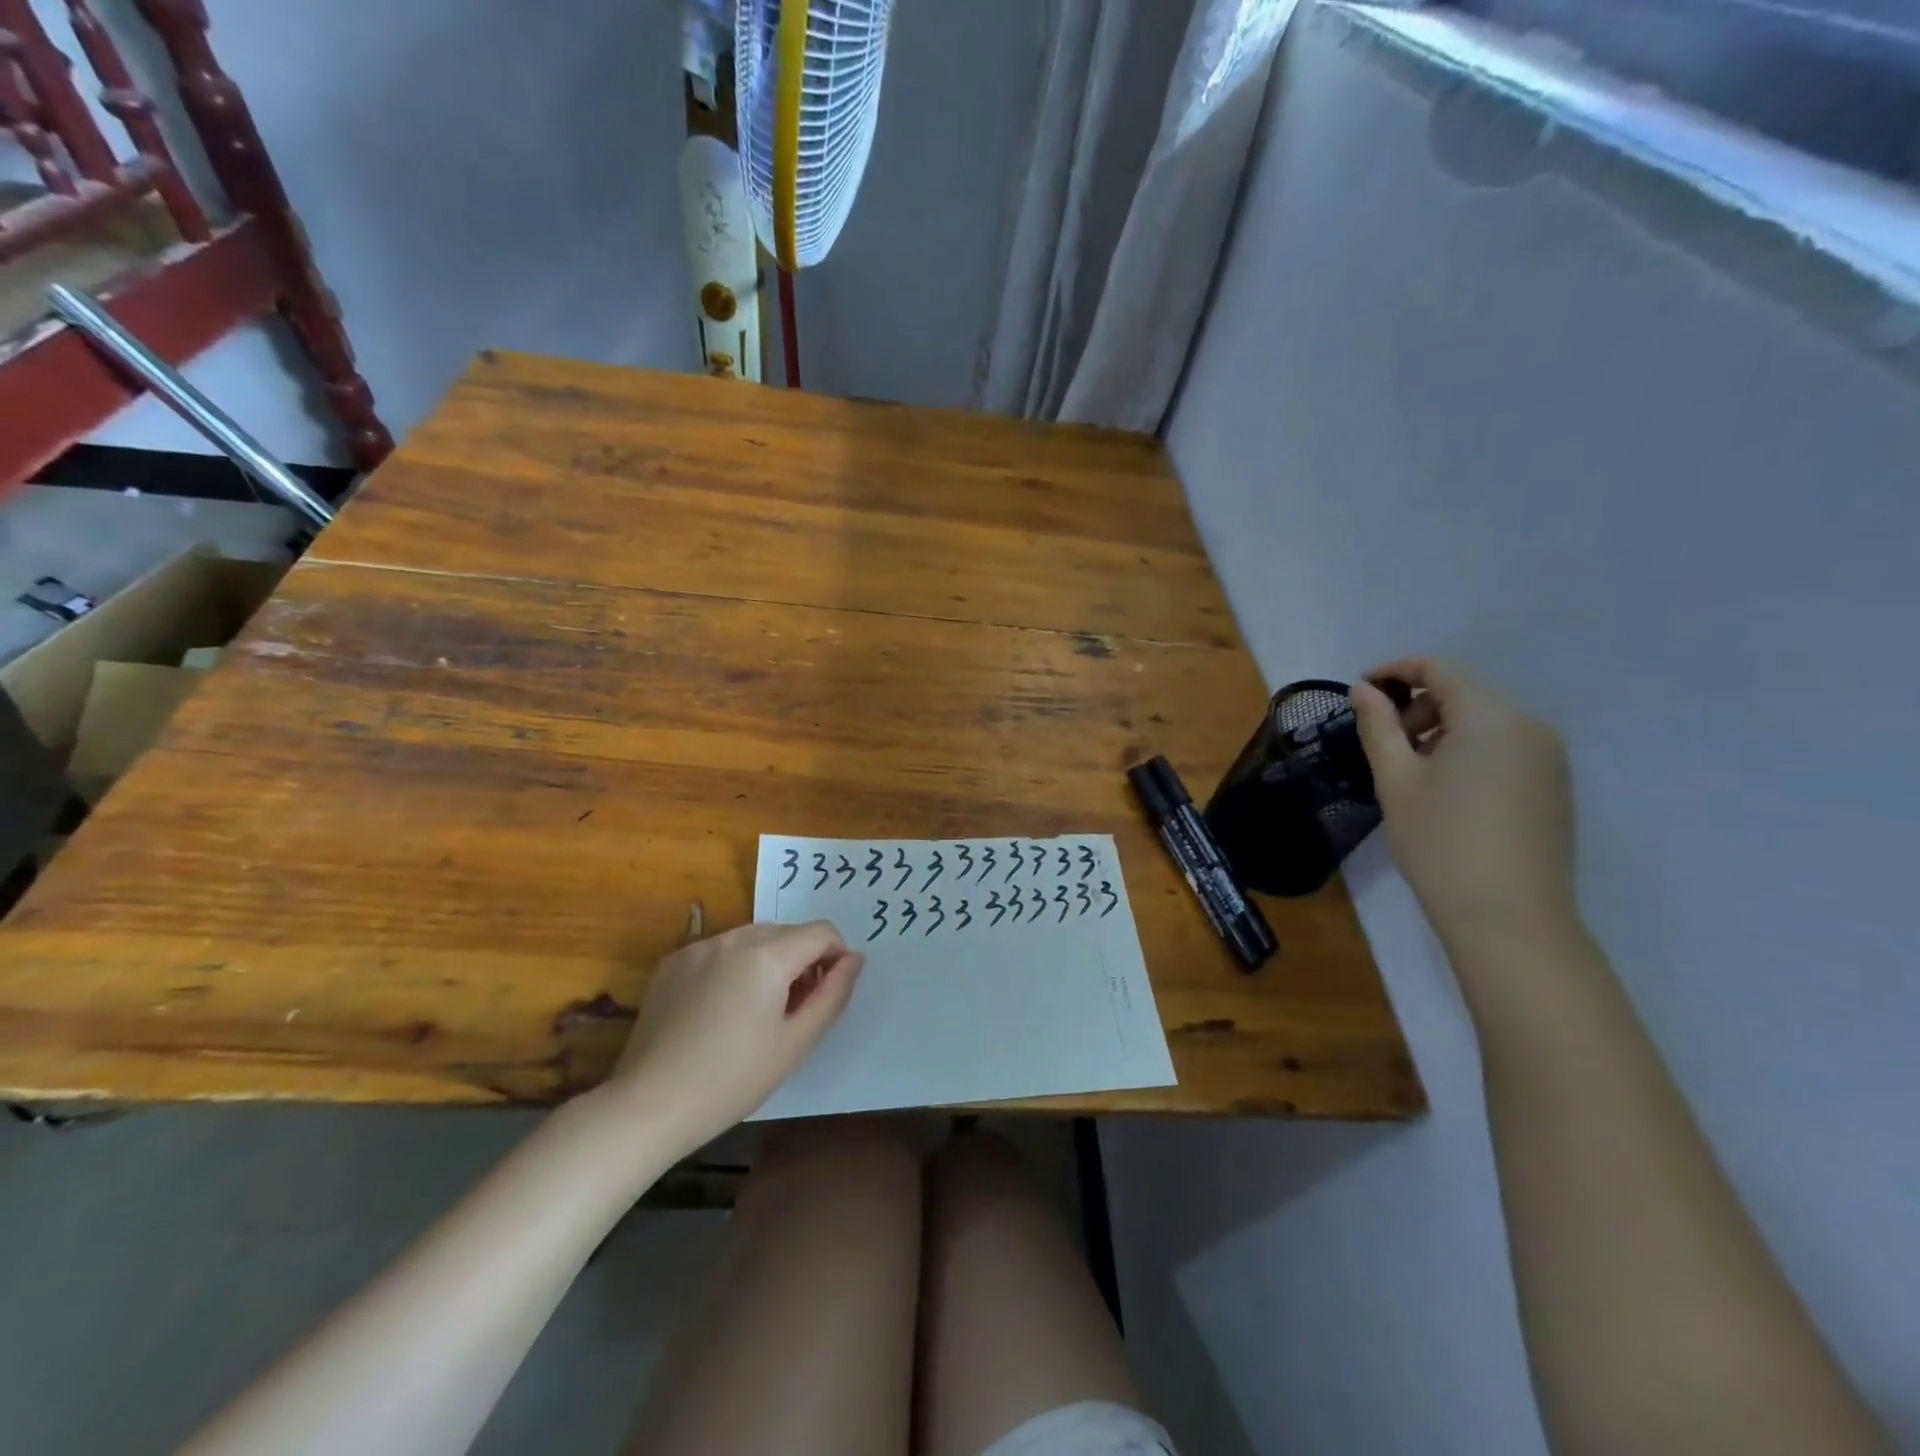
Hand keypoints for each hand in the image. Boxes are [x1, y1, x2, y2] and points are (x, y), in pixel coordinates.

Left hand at [607, 921, 863, 1149]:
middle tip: (794, 1009)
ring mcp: (699, 947)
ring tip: (757, 1011)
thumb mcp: (796, 1042)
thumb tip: (855, 958)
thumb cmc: (732, 1080)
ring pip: (753, 938)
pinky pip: (720, 950)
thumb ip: (833, 994)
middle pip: (788, 932)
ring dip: (769, 960)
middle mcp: (734, 938)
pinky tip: (719, 1010)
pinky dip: (733, 966)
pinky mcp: (673, 962)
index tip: (826, 994)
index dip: (835, 957)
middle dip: (802, 960)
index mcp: (768, 955)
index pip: (822, 932)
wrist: (648, 1105)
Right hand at [1350, 659, 1577, 951]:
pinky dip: (1469, 750)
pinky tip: (1447, 791)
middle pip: (1465, 692)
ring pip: (1486, 720)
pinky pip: (1506, 746)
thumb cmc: (1440, 843)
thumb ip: (1378, 726)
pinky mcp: (1555, 785)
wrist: (1510, 918)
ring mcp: (1550, 756)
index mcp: (1490, 717)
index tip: (1360, 691)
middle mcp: (1529, 725)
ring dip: (1442, 730)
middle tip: (1384, 744)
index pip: (1440, 669)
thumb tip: (1363, 690)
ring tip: (1411, 772)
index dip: (1395, 670)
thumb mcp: (1396, 781)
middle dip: (1417, 706)